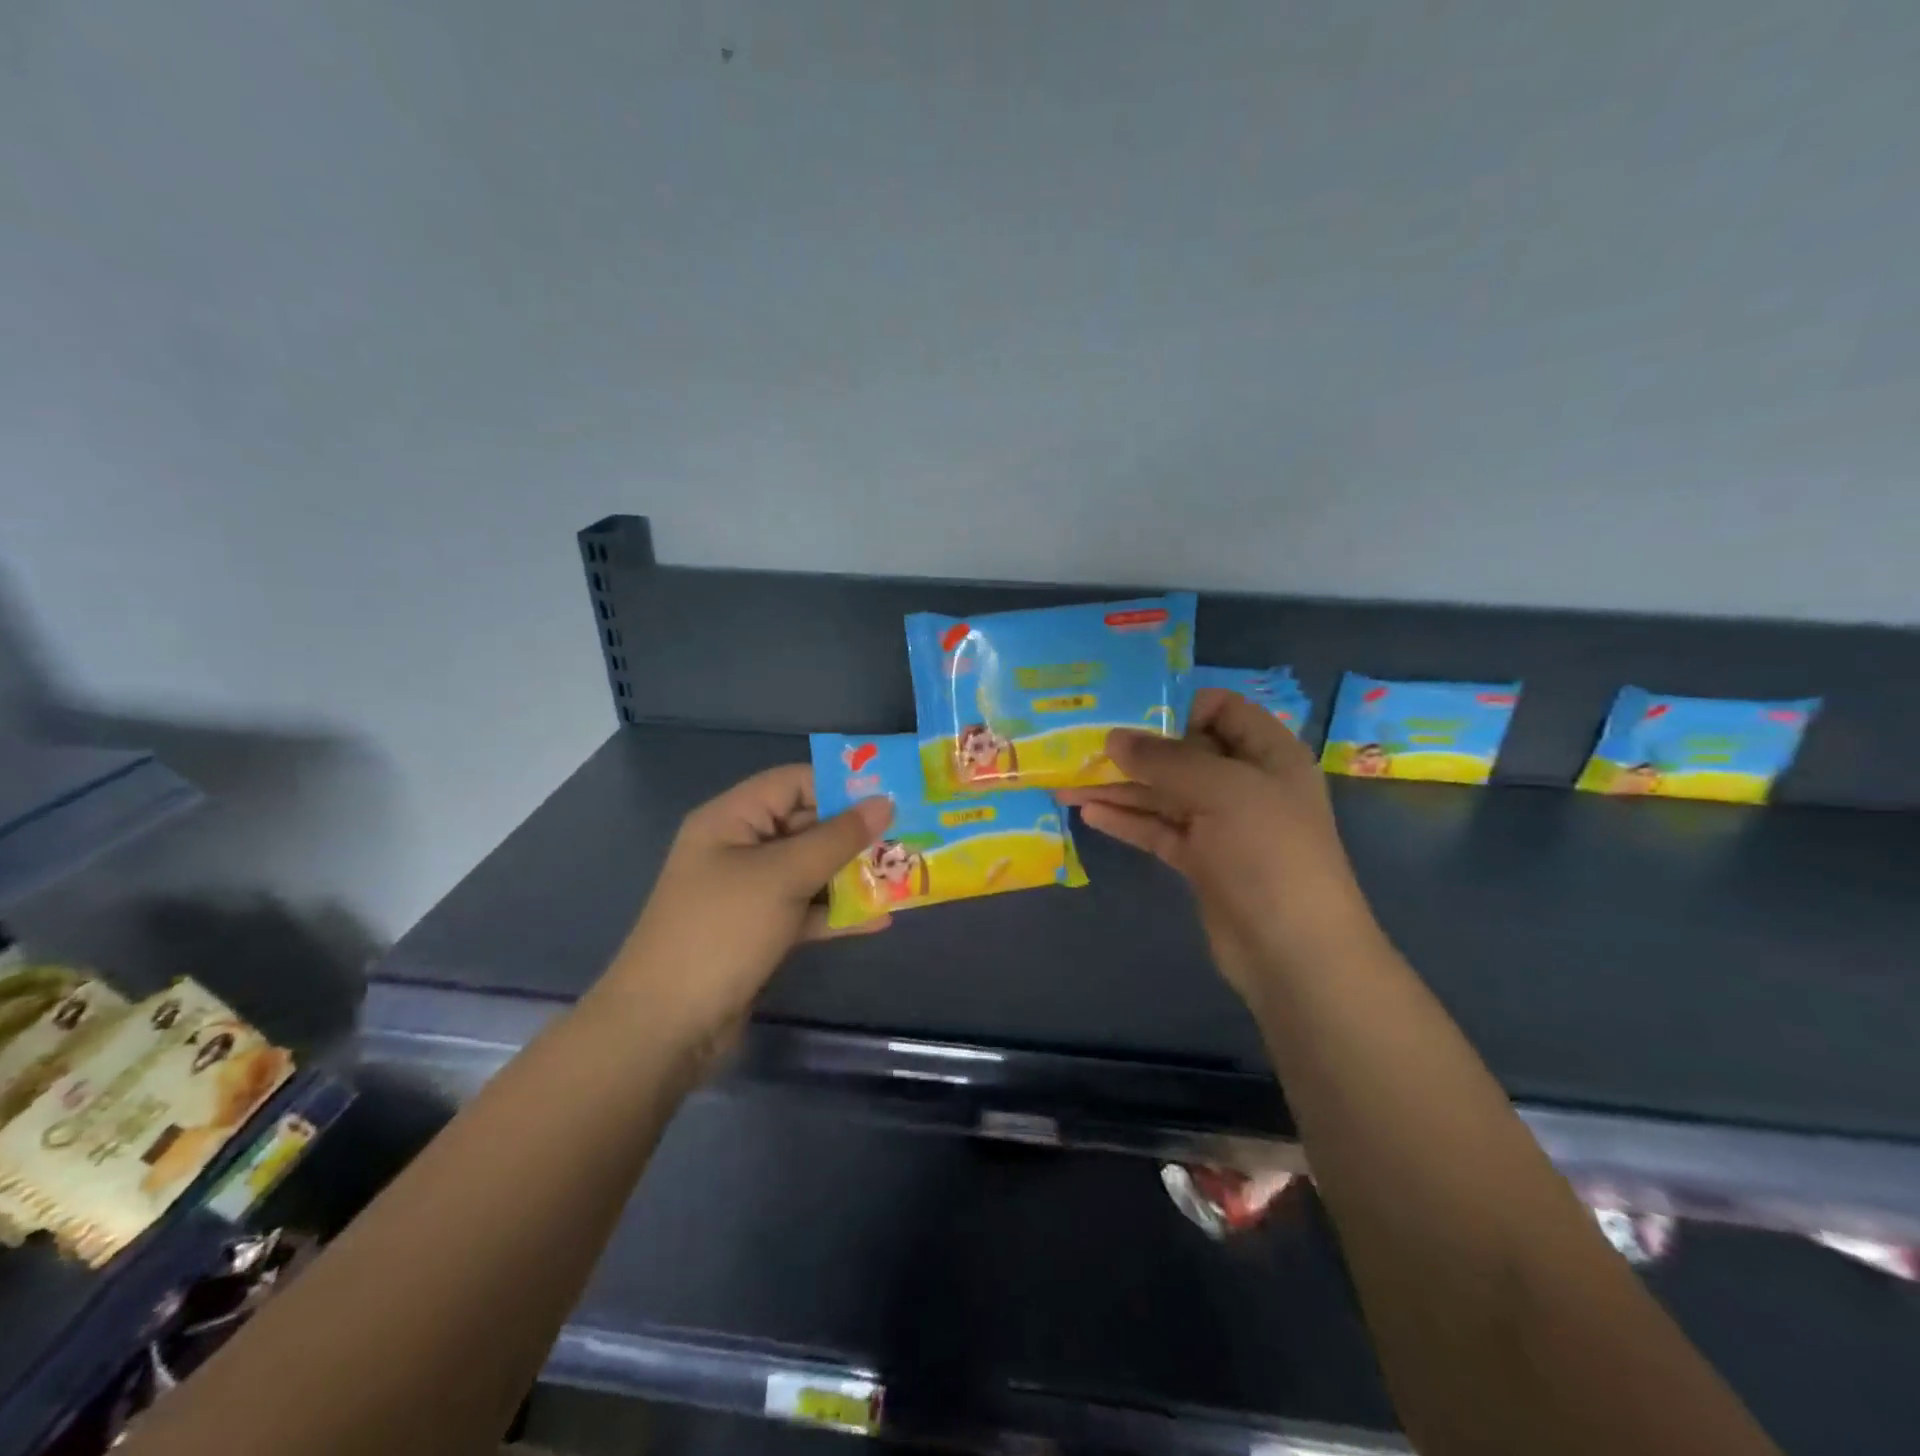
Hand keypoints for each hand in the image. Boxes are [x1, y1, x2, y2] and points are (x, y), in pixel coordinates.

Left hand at [604, 766, 893, 1053]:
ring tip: (905, 875)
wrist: (667, 1026)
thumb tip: (884, 801)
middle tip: (910, 836)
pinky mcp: (760, 932)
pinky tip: (882, 918)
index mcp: (732, 819)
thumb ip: (837, 838)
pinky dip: (838, 913)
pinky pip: (806, 910)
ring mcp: (750, 893)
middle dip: (856, 834)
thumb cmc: (722, 931)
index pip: (793, 783)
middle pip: (806, 826)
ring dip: (853, 875)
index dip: (841, 786)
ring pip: (811, 870)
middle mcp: (740, 848)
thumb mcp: (783, 876)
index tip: (892, 796)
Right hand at [1060, 689, 1378, 1000]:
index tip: (1129, 712)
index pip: (1223, 709)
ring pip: (1164, 795)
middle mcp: (1245, 783)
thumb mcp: (1221, 790)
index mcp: (1268, 753)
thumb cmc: (1268, 852)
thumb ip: (1165, 759)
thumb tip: (1114, 737)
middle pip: (1184, 753)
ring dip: (1119, 788)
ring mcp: (1222, 825)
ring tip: (1066, 783)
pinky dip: (1127, 820)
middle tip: (1081, 746)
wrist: (1294, 951)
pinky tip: (1088, 813)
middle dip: (1134, 750)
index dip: (1178, 706)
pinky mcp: (1201, 861)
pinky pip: (1158, 830)